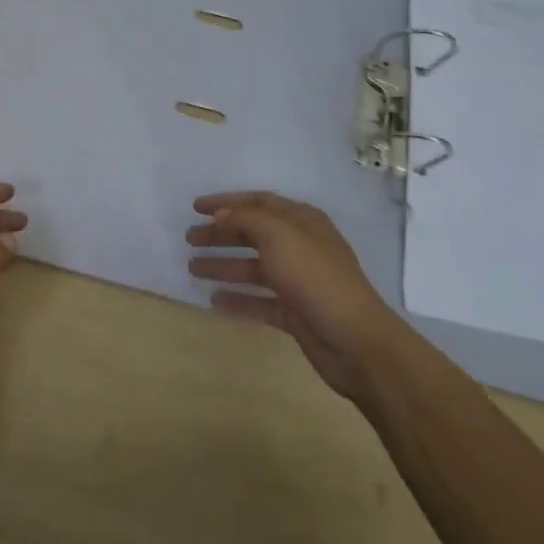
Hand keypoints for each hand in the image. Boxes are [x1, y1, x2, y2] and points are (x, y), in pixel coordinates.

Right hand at [187, 191, 404, 400]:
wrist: (354, 340)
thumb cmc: (316, 277)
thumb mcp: (279, 236)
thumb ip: (246, 220)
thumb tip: (220, 215)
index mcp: (301, 221)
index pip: (258, 203)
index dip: (226, 203)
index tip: (195, 207)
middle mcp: (300, 246)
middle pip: (253, 234)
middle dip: (220, 235)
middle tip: (189, 239)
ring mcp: (297, 281)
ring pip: (253, 268)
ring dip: (223, 266)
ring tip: (192, 268)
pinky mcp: (294, 313)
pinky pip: (259, 301)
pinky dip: (238, 299)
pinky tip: (214, 300)